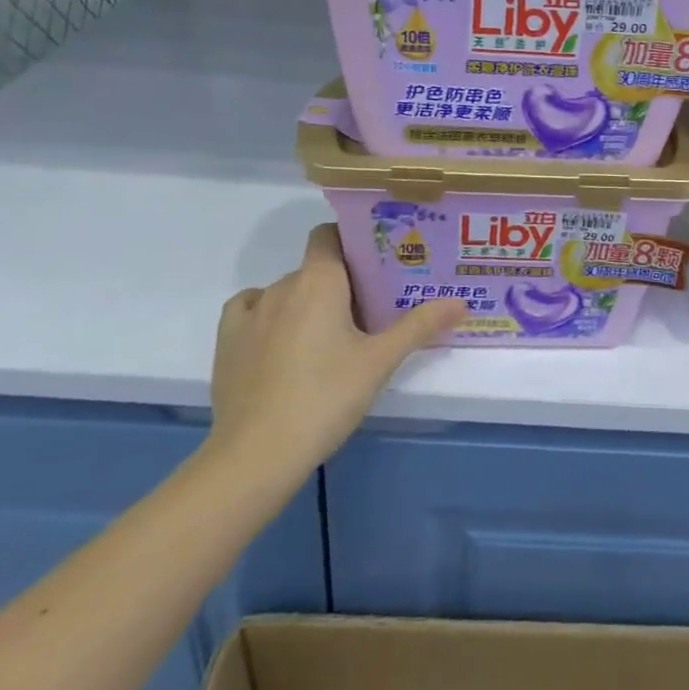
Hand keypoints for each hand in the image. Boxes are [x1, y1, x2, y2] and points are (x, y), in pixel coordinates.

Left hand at [204, 224, 466, 489]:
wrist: (256, 454)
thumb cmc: (326, 397)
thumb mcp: (380, 362)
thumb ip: (420, 326)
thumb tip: (461, 302)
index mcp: (319, 280)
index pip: (329, 235)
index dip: (351, 241)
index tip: (375, 264)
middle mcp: (282, 285)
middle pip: (315, 268)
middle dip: (339, 283)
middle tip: (367, 313)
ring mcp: (250, 313)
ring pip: (286, 292)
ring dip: (307, 304)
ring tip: (329, 338)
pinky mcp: (227, 342)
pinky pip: (251, 310)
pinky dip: (269, 316)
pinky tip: (282, 341)